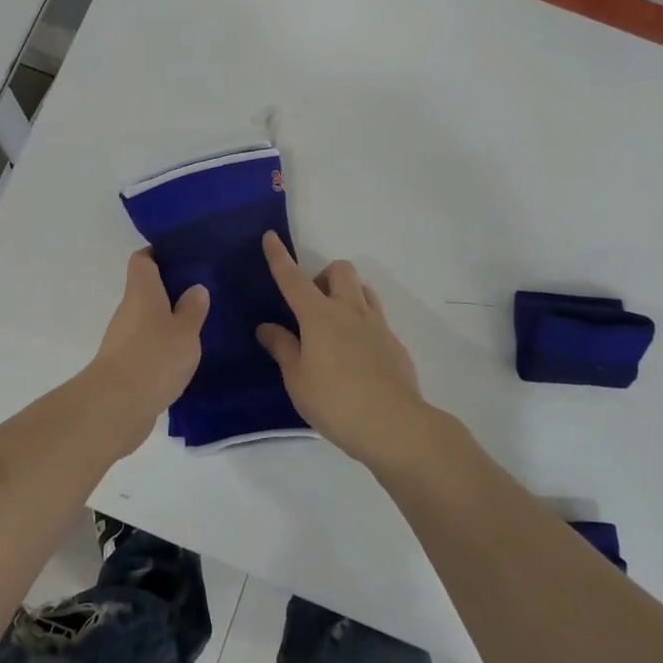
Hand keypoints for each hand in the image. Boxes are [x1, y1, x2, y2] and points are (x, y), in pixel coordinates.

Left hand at [88, 250, 209, 420]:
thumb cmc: (154, 357)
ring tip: (200, 324)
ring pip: (148, 320)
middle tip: (202, 292)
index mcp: (142, 291)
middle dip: (171, 290)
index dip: (158, 253)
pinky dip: (163, 347)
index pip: (143, 259)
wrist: (117, 407)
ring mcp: (124, 339)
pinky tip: (184, 356)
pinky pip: (147, 346)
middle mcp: (129, 310)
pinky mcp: (126, 366)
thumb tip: (195, 288)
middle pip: (147, 290)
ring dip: (168, 321)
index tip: (182, 255)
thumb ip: (193, 309)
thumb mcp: (185, 331)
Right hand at [256, 232, 432, 468]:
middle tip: (311, 306)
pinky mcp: (394, 343)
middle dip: (323, 276)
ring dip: (346, 294)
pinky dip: (362, 322)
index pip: (292, 279)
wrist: (395, 425)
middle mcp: (349, 310)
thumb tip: (267, 326)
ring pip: (363, 289)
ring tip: (334, 326)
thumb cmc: (335, 402)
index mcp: (319, 316)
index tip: (270, 236)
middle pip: (340, 270)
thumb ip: (283, 348)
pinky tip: (356, 355)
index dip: (279, 257)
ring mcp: (377, 325)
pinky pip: (376, 317)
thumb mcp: (297, 379)